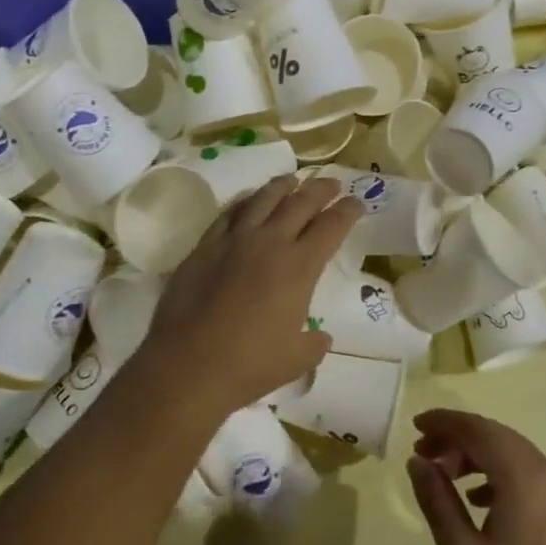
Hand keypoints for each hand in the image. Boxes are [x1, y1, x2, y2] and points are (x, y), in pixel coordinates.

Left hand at [133, 175, 359, 424]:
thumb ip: (314, 344)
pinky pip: (229, 214)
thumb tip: (320, 337)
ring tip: (292, 179)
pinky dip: (244, 202)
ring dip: (282, 186)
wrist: (189, 365)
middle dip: (320, 189)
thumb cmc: (250, 365)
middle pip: (300, 202)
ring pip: (263, 199)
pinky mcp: (204, 247)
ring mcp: (233, 241)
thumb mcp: (297, 360)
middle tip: (332, 184)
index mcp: (299, 267)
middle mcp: (269, 243)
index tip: (356, 203)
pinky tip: (249, 200)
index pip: (331, 227)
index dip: (348, 211)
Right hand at [408, 409, 545, 544]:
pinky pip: (527, 476)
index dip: (444, 422)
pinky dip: (497, 475)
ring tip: (445, 477)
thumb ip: (438, 502)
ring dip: (477, 456)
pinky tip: (478, 502)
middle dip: (458, 438)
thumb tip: (418, 462)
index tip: (414, 426)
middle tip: (423, 453)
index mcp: (524, 477)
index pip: (478, 429)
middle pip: (497, 436)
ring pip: (513, 455)